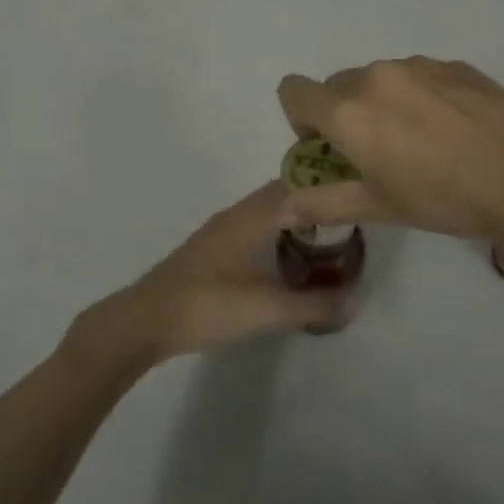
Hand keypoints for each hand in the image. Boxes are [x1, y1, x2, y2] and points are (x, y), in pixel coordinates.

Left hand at [63, 182, 336, 375]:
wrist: (145, 321)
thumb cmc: (208, 305)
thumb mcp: (267, 308)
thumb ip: (314, 305)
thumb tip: (356, 300)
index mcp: (252, 216)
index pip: (296, 182)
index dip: (327, 183)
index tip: (358, 191)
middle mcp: (237, 214)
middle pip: (283, 195)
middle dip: (315, 203)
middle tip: (349, 221)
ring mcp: (221, 231)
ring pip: (266, 212)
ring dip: (294, 219)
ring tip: (326, 239)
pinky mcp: (211, 250)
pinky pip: (254, 228)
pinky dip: (276, 234)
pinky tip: (286, 259)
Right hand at [275, 57, 503, 244]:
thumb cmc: (444, 197)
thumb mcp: (378, 207)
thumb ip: (322, 203)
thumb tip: (280, 209)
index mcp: (347, 110)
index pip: (293, 90)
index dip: (300, 119)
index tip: (328, 148)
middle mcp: (375, 76)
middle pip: (337, 85)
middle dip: (344, 115)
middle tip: (377, 152)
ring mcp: (417, 65)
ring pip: (379, 79)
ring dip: (383, 103)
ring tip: (422, 141)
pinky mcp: (453, 64)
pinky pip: (418, 75)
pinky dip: (419, 96)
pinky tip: (453, 129)